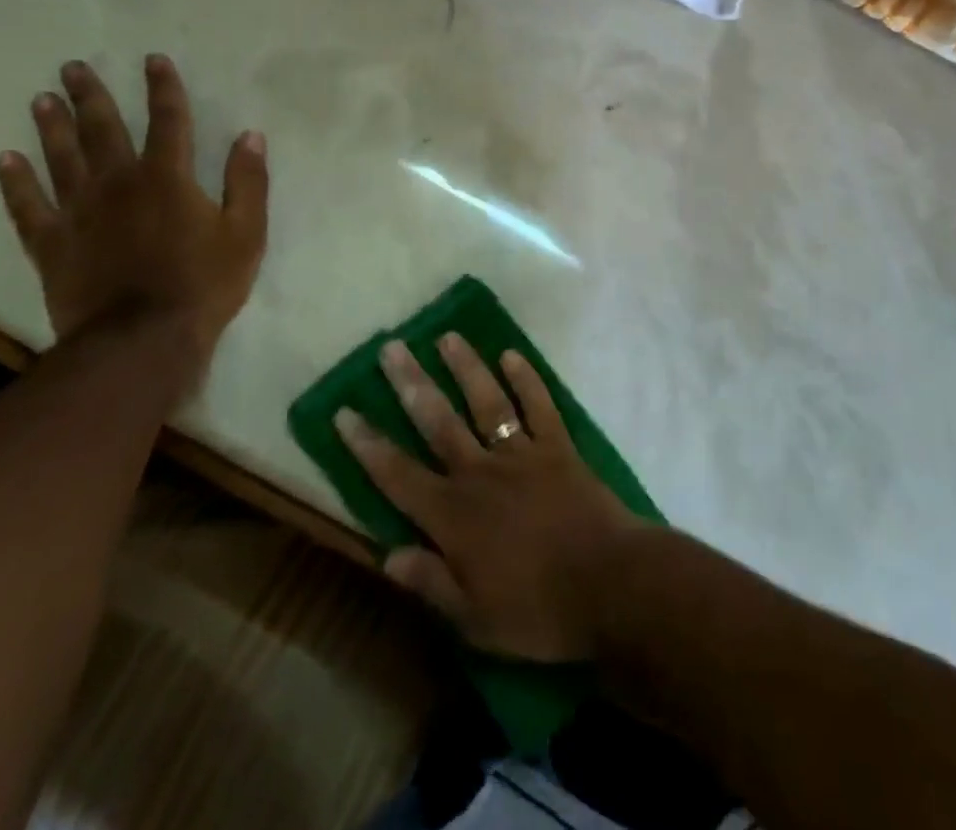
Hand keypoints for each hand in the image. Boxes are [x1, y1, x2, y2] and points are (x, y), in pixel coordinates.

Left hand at [0, 55, 268, 367]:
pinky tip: (5, 160)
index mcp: (168, 177)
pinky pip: (28, 206)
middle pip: (102, 129)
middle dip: (91, 95)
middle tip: (72, 66)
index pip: (168, 120)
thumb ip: (248, 181)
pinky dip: (15, 182)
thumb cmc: (203, 284)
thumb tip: (251, 136)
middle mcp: (119, 183)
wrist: (142, 341)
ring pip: (60, 158)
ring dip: (51, 126)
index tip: (153, 60)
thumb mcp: (246, 232)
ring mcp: (79, 212)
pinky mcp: (52, 244)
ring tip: (41, 99)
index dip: (163, 88)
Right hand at [336, 334, 649, 662]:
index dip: (369, 446)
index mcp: (454, 516)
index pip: (399, 475)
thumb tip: (387, 554)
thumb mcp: (475, 619)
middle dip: (412, 384)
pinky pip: (539, 405)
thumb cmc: (539, 611)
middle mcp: (481, 473)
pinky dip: (526, 379)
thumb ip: (431, 581)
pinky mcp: (558, 447)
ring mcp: (522, 454)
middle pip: (439, 422)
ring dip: (466, 368)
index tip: (345, 411)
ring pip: (487, 402)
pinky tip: (512, 355)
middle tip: (392, 348)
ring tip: (448, 337)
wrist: (610, 583)